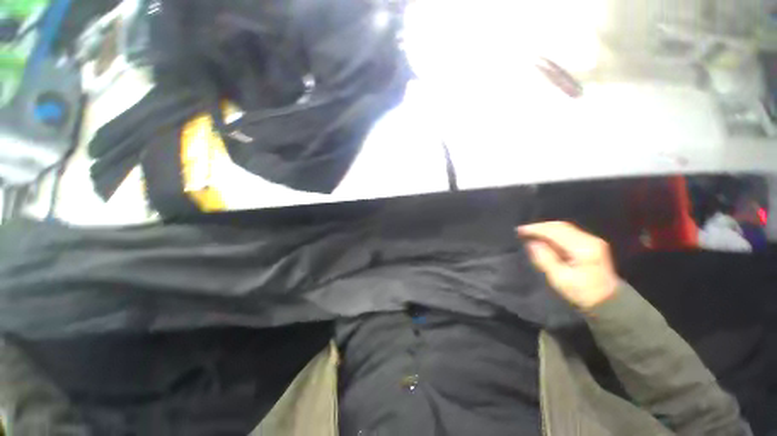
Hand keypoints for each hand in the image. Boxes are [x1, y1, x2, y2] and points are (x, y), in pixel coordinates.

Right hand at [517, 222, 617, 309]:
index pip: (556, 231)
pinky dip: (553, 232)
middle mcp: (589, 240)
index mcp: (583, 249)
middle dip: (540, 227)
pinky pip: (568, 232)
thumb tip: (532, 243)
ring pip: (564, 227)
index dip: (536, 229)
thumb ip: (545, 259)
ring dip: (546, 229)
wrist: (607, 300)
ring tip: (530, 233)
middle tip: (522, 231)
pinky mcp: (591, 243)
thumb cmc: (581, 292)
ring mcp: (592, 240)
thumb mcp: (559, 278)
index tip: (520, 230)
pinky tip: (544, 237)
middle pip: (560, 226)